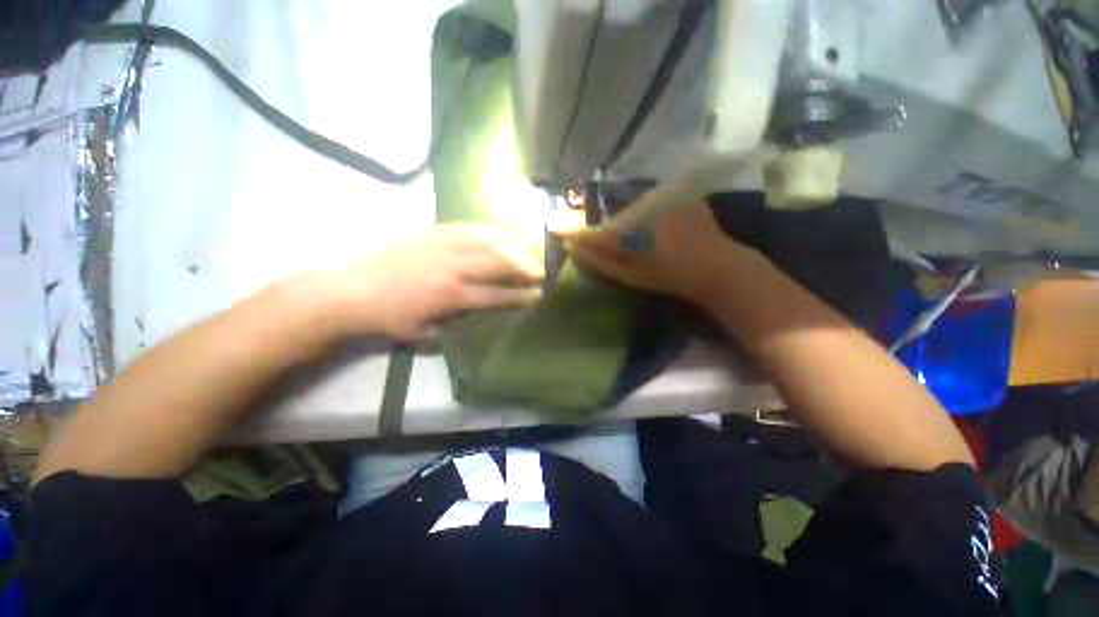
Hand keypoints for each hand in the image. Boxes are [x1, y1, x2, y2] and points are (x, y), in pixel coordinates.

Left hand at [325, 224, 543, 338]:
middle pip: (500, 263)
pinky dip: (489, 232)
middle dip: (525, 267)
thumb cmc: (387, 319)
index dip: (521, 295)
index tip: (539, 294)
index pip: (498, 294)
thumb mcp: (422, 334)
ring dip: (512, 246)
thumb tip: (472, 315)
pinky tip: (499, 235)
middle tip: (541, 271)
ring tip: (525, 252)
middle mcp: (454, 268)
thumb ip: (452, 326)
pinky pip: (469, 228)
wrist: (348, 290)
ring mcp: (444, 246)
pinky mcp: (433, 232)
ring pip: (489, 241)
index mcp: (453, 296)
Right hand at [561, 199, 745, 304]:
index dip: (570, 227)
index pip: (591, 229)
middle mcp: (641, 209)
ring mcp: (660, 196)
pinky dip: (635, 198)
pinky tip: (636, 209)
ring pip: (625, 198)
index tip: (552, 224)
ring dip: (614, 204)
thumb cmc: (669, 275)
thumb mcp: (630, 275)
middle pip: (607, 208)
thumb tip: (574, 248)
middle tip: (582, 216)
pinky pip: (645, 191)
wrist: (714, 265)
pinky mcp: (674, 190)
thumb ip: (600, 261)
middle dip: (592, 212)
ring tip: (610, 216)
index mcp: (630, 234)